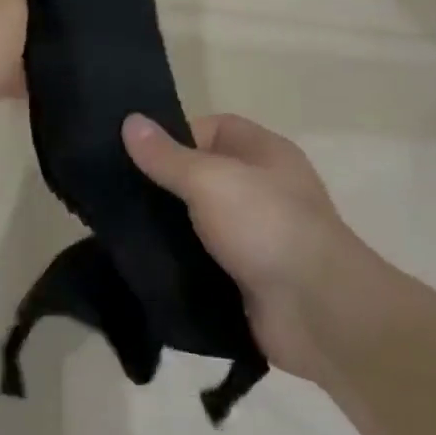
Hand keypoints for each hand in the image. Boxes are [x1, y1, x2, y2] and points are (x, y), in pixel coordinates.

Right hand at [123, 112, 377, 383]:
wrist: (320, 313)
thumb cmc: (267, 226)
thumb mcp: (209, 180)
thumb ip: (167, 156)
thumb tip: (129, 120)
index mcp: (263, 152)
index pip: (210, 128)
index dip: (173, 137)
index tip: (135, 155)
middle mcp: (262, 189)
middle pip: (200, 176)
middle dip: (162, 186)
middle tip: (115, 195)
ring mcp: (256, 236)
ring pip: (198, 222)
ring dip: (167, 228)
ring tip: (119, 231)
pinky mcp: (247, 278)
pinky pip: (203, 261)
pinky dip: (178, 265)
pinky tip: (143, 266)